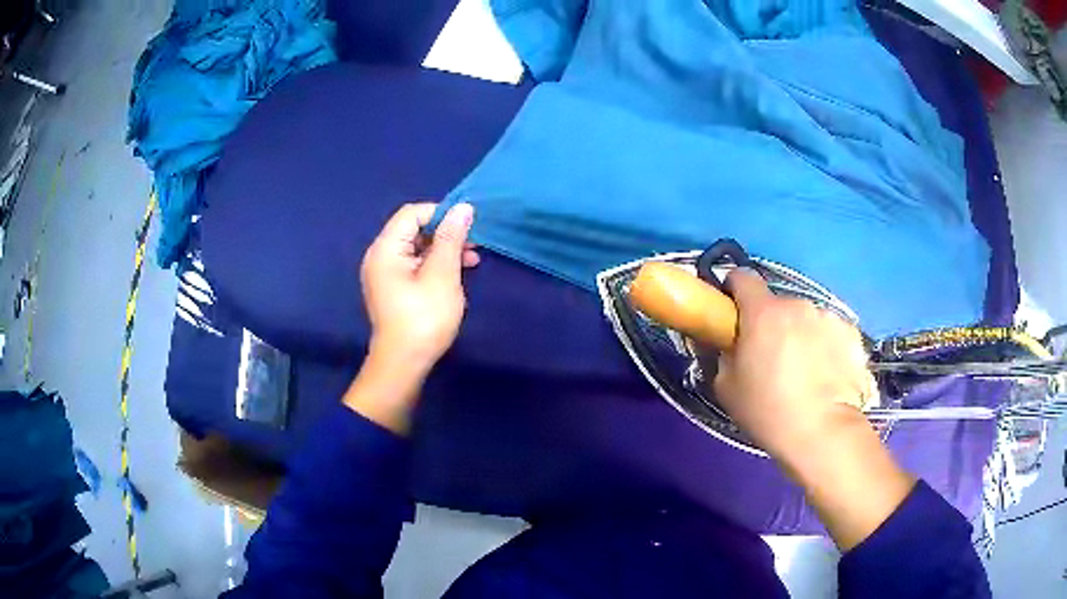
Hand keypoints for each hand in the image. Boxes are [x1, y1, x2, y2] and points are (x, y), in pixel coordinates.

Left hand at [346, 203, 477, 434]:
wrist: (403, 364)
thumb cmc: (423, 318)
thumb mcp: (442, 275)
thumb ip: (451, 238)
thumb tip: (463, 207)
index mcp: (386, 249)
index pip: (412, 213)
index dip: (441, 213)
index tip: (468, 226)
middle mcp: (380, 256)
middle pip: (413, 229)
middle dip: (445, 233)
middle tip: (474, 244)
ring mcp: (385, 274)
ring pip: (417, 248)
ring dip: (444, 249)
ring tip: (472, 260)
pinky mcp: (393, 289)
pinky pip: (414, 265)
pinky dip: (435, 264)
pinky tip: (457, 274)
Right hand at [712, 268, 875, 458]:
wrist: (823, 432)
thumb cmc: (768, 411)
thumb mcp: (727, 388)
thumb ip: (726, 355)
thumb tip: (734, 345)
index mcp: (763, 313)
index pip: (742, 277)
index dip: (734, 291)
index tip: (734, 313)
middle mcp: (797, 305)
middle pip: (778, 305)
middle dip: (773, 324)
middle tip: (772, 359)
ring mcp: (828, 317)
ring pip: (807, 320)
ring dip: (802, 335)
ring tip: (805, 372)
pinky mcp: (852, 333)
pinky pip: (831, 333)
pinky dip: (827, 347)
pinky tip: (827, 377)